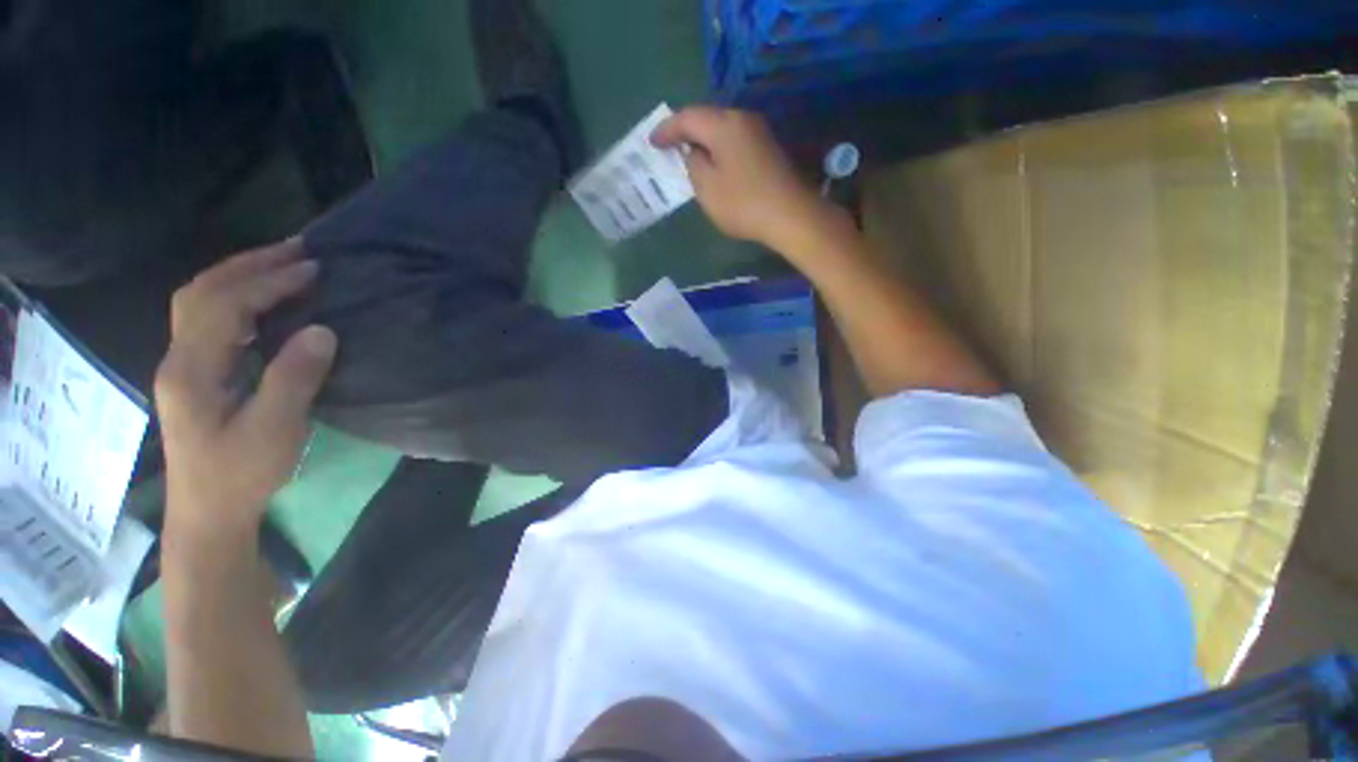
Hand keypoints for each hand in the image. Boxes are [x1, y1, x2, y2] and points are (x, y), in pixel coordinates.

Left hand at [155, 239, 336, 542]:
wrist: (209, 512)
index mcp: (193, 371)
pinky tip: (266, 299)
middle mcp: (179, 358)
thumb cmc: (240, 475)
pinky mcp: (197, 373)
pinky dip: (238, 296)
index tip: (313, 268)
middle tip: (298, 249)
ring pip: (200, 301)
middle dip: (249, 264)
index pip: (223, 306)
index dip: (267, 281)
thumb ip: (293, 378)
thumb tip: (322, 330)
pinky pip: (210, 319)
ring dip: (241, 274)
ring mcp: (184, 365)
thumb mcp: (274, 431)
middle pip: (201, 292)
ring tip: (285, 263)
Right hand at [651, 106, 834, 249]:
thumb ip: (694, 165)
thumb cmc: (743, 203)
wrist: (790, 215)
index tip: (652, 142)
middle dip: (684, 131)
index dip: (666, 129)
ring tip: (688, 154)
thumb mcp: (707, 188)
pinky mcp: (767, 148)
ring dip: (703, 140)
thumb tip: (695, 152)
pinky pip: (734, 140)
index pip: (687, 117)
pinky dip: (718, 148)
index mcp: (723, 125)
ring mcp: (758, 132)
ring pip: (721, 129)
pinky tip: (714, 162)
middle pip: (706, 118)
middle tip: (668, 145)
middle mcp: (742, 119)